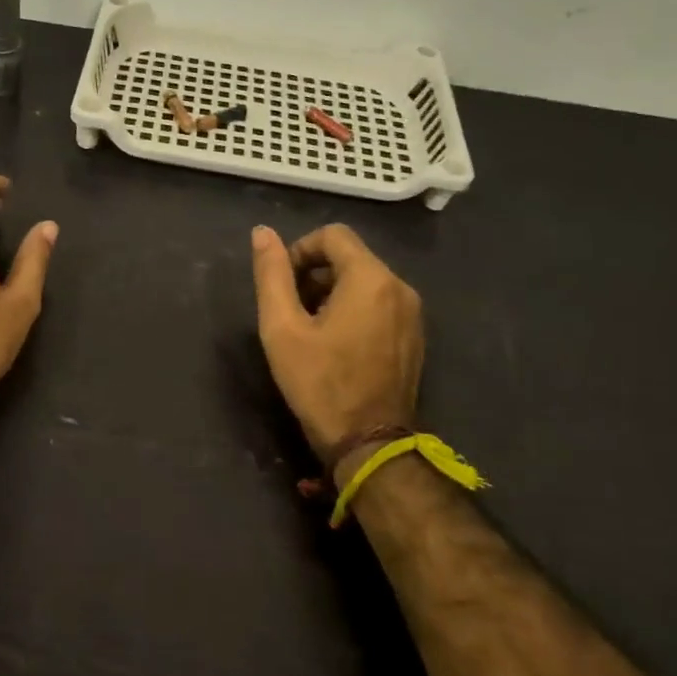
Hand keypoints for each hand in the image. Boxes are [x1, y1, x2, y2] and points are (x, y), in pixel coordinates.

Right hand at [250, 224, 423, 467]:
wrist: (369, 443)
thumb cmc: (319, 383)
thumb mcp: (282, 328)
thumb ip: (272, 275)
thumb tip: (262, 232)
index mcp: (371, 279)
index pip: (332, 235)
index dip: (300, 251)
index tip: (282, 285)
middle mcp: (400, 287)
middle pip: (350, 256)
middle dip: (315, 274)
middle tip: (291, 311)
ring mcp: (413, 314)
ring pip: (365, 281)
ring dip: (333, 292)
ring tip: (309, 330)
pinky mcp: (415, 336)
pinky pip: (380, 304)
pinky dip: (354, 310)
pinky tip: (336, 345)